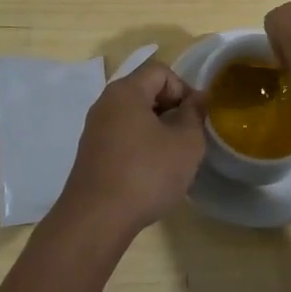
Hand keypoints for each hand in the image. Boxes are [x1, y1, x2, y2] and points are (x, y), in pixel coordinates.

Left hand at [54, 60, 207, 238]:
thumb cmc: (146, 174)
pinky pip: (122, 136)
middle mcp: (105, 103)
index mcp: (126, 91)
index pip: (161, 71)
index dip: (184, 89)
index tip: (196, 118)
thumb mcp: (185, 143)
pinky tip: (150, 173)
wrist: (96, 220)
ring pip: (134, 115)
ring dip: (157, 130)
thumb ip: (195, 114)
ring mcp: (95, 129)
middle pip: (146, 90)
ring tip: (171, 158)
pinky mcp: (91, 154)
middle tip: (187, 138)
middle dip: (171, 109)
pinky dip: (140, 146)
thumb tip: (199, 97)